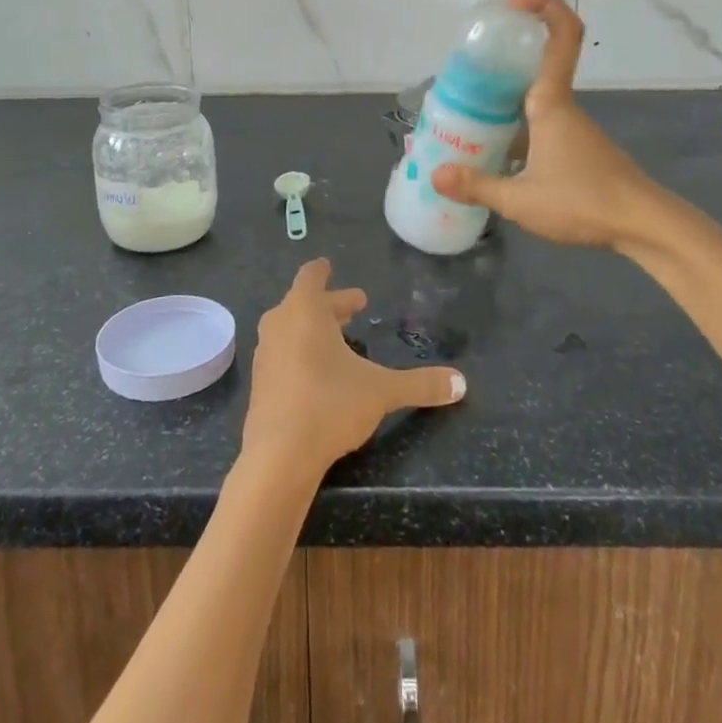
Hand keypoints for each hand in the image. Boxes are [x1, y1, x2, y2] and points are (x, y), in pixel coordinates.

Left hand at [242, 259, 464, 479]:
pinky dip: (300, 350)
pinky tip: (318, 371)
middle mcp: (280, 324)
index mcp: (304, 311)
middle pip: (304, 303)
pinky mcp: (260, 381)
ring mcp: (266, 353)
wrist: (278, 455)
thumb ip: (420, 384)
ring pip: (291, 327)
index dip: (322, 271)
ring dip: (314, 327)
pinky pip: (282, 352)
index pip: (311, 277)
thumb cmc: (330, 404)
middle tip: (356, 307)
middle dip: (331, 305)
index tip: (329, 266)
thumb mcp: (381, 391)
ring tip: (339, 339)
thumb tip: (461, 383)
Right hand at [432, 0, 683, 251]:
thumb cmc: (584, 202)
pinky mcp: (577, 149)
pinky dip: (514, 127)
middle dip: (503, 57)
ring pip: (534, 99)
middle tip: (464, 69)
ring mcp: (572, 128)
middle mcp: (562, 107)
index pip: (561, 36)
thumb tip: (435, 175)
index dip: (543, 6)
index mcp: (551, 103)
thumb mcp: (521, 200)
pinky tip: (492, 156)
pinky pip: (539, 124)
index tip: (512, 2)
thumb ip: (477, 186)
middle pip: (537, 64)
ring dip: (504, 99)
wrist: (644, 226)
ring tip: (464, 116)